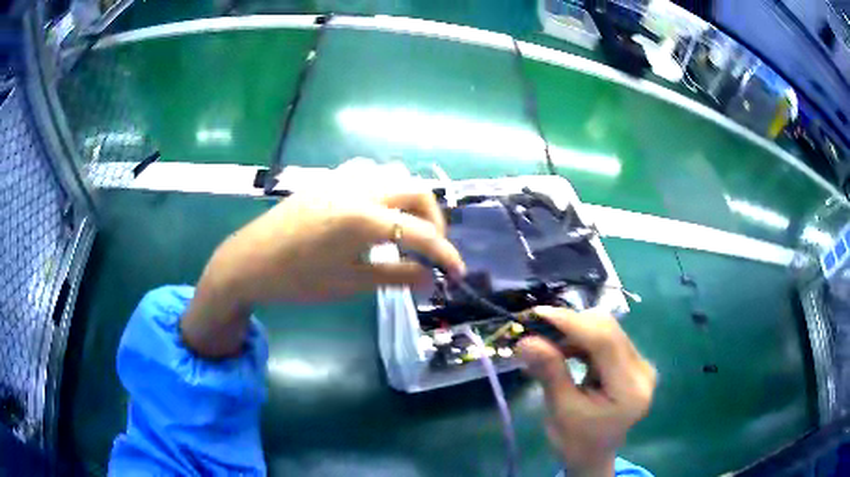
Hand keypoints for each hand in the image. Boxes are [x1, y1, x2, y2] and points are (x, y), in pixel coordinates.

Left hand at [182, 188, 464, 356]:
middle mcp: (359, 188)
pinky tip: (376, 209)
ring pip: (393, 174)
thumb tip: (430, 279)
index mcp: (365, 218)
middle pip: (417, 190)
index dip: (445, 255)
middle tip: (431, 248)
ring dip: (409, 199)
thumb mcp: (351, 283)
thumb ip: (396, 277)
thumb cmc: (298, 279)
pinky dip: (385, 187)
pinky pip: (369, 171)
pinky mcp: (327, 178)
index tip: (456, 273)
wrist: (250, 261)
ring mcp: (342, 178)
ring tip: (405, 227)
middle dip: (434, 220)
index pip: (421, 234)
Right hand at [516, 307, 656, 476]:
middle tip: (537, 330)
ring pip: (608, 330)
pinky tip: (564, 350)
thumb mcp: (561, 411)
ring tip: (547, 344)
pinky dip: (582, 340)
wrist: (593, 455)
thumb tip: (526, 340)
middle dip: (571, 325)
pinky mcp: (633, 362)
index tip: (539, 314)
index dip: (573, 323)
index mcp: (630, 390)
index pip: (605, 342)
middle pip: (609, 330)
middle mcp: (643, 370)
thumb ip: (549, 373)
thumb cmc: (576, 442)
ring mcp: (641, 364)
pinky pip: (607, 338)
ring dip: (575, 331)